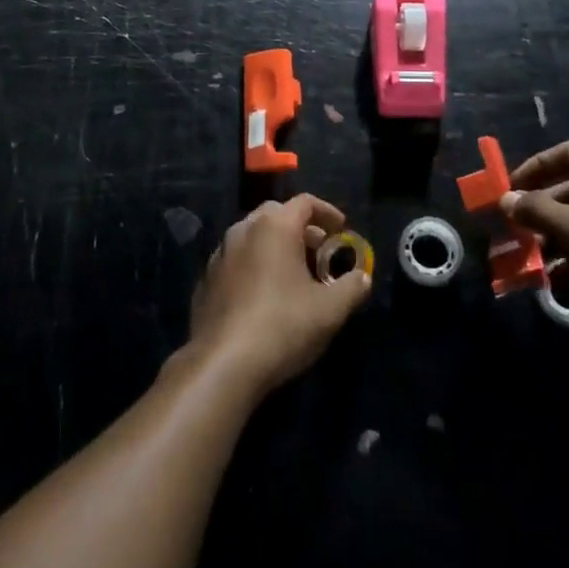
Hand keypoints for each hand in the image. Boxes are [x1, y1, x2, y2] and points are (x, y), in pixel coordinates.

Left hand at [188, 194, 372, 395]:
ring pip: (253, 237)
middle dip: (301, 228)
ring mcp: (220, 254)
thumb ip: (352, 286)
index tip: (342, 230)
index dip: (327, 212)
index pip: (304, 202)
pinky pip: (237, 261)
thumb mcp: (331, 309)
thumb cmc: (283, 326)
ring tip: (295, 275)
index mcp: (274, 226)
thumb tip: (362, 277)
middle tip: (320, 252)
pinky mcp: (206, 280)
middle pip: (276, 214)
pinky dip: (255, 266)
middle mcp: (243, 230)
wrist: (222, 364)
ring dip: (276, 247)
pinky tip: (265, 296)